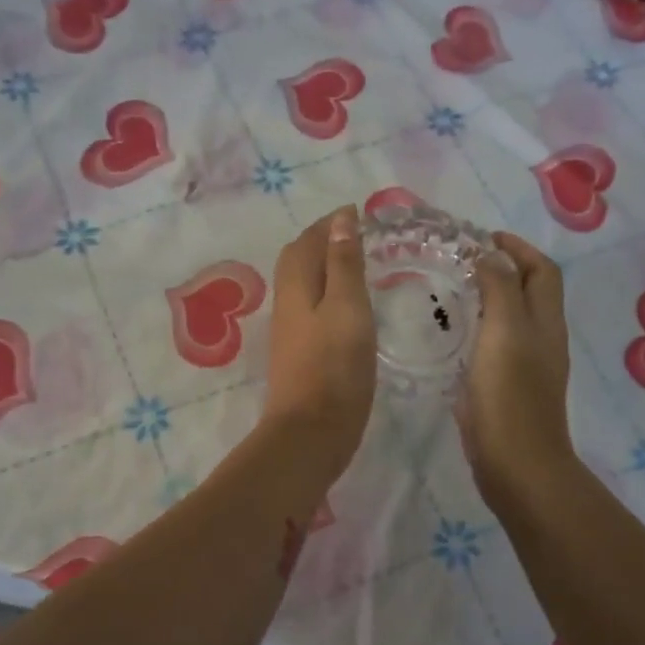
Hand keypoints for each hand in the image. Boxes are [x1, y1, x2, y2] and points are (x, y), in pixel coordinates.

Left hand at [262, 206, 376, 479]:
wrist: (311, 432)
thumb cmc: (335, 367)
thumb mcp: (348, 308)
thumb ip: (344, 264)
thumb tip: (340, 220)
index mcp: (297, 286)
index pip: (308, 241)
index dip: (330, 223)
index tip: (358, 212)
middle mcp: (287, 303)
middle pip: (298, 259)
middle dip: (322, 240)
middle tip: (355, 234)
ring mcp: (290, 331)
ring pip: (302, 284)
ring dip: (323, 266)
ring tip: (355, 264)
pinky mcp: (298, 354)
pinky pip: (309, 307)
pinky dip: (326, 292)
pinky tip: (346, 306)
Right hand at [460, 232, 575, 509]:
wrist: (517, 465)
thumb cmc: (510, 395)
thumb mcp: (505, 332)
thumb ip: (501, 289)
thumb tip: (493, 255)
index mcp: (545, 321)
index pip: (542, 270)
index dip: (518, 248)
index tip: (483, 238)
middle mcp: (542, 339)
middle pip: (531, 291)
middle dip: (505, 268)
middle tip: (463, 261)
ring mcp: (527, 366)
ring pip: (513, 318)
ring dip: (491, 297)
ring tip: (454, 290)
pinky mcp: (508, 388)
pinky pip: (497, 344)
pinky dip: (481, 328)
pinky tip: (454, 334)